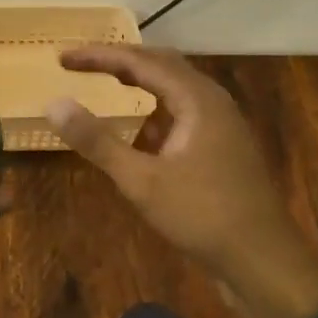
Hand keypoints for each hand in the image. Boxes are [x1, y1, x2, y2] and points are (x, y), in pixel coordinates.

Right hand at [45, 45, 317, 317]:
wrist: (264, 262)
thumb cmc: (202, 216)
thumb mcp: (141, 180)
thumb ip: (96, 140)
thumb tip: (54, 104)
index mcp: (197, 99)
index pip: (140, 61)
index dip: (98, 56)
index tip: (62, 58)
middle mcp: (213, 102)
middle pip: (161, 66)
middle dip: (119, 63)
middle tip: (82, 65)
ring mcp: (222, 126)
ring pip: (174, 91)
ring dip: (139, 87)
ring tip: (108, 89)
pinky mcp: (222, 148)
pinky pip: (182, 115)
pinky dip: (154, 116)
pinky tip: (140, 138)